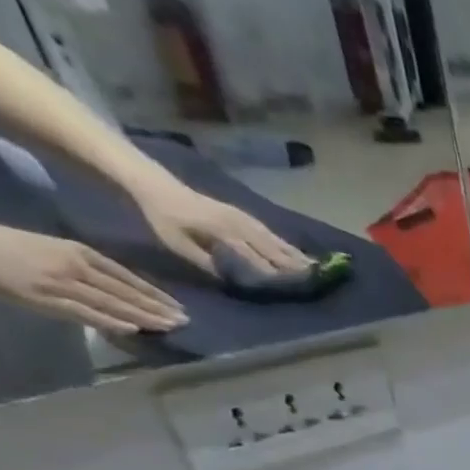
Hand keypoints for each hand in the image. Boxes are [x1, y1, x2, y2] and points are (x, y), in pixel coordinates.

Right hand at [0, 222, 185, 335]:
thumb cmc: (10, 248)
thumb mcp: (57, 251)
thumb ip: (89, 270)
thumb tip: (123, 291)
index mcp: (80, 252)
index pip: (129, 278)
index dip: (157, 295)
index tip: (181, 308)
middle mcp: (76, 266)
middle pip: (127, 292)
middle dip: (159, 308)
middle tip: (187, 321)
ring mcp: (62, 282)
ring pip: (113, 303)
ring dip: (144, 317)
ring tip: (171, 327)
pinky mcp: (45, 297)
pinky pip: (85, 312)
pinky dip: (111, 320)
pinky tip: (134, 328)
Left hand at [130, 176, 309, 277]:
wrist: (156, 184)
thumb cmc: (163, 217)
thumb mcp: (176, 243)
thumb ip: (204, 260)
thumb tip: (230, 278)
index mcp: (220, 230)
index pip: (251, 254)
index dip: (269, 270)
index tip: (287, 285)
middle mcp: (236, 223)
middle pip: (269, 246)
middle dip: (291, 263)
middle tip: (313, 278)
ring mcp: (242, 217)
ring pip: (273, 239)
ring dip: (294, 253)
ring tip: (314, 267)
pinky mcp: (243, 215)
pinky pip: (269, 232)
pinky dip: (285, 244)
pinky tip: (297, 252)